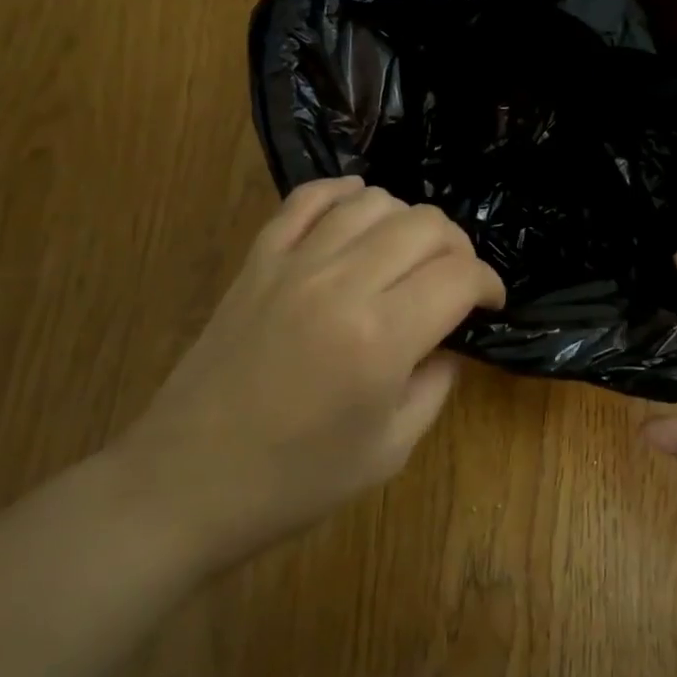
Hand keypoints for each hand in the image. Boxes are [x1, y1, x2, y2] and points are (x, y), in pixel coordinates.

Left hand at [108, 176, 503, 574]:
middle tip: (457, 283)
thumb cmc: (296, 480)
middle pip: (425, 226)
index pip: (459, 277)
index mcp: (381, 338)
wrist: (187, 482)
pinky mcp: (257, 260)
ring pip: (373, 202)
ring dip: (407, 222)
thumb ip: (435, 383)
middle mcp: (341, 284)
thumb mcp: (390, 449)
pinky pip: (308, 199)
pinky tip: (358, 211)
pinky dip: (343, 194)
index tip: (489, 305)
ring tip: (409, 257)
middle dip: (458, 249)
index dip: (488, 284)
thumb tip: (449, 340)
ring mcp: (293, 264)